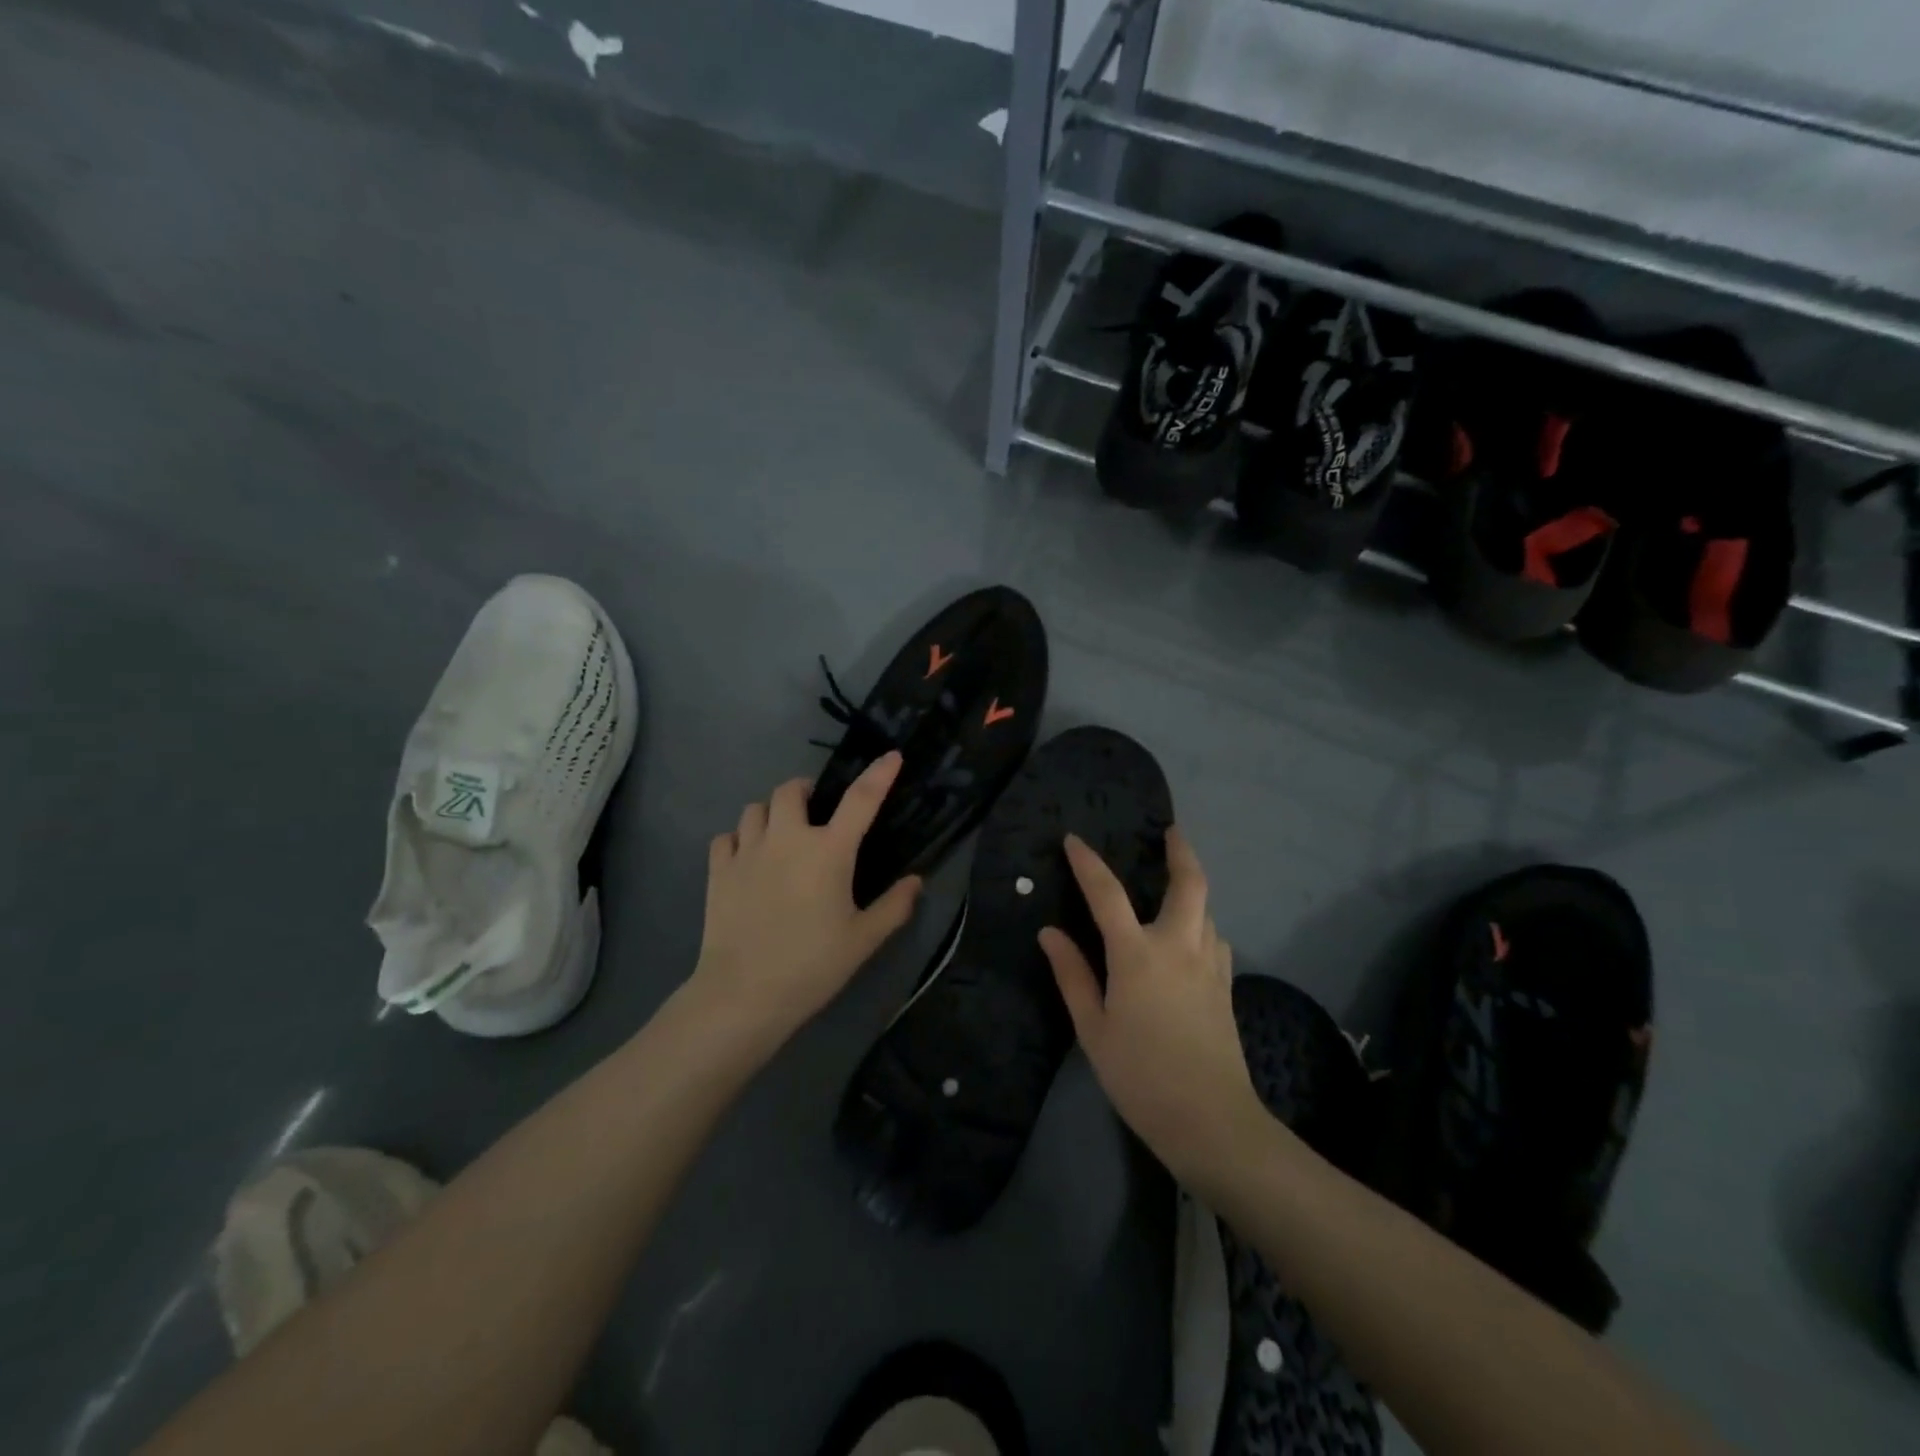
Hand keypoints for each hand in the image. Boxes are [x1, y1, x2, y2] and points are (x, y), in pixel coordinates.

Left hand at [686, 752, 921, 1058]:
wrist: (743, 994)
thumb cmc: (812, 965)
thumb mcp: (863, 940)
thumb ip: (894, 906)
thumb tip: (916, 882)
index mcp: (828, 851)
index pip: (860, 799)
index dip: (879, 774)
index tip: (891, 756)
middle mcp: (787, 839)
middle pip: (792, 790)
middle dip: (806, 792)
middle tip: (816, 813)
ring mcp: (748, 851)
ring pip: (755, 808)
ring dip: (771, 813)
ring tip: (780, 835)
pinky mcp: (718, 870)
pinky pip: (727, 837)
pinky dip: (739, 839)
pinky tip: (748, 859)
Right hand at [1039, 828, 1267, 1194]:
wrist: (1211, 1120)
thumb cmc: (1140, 1075)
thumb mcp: (1093, 1029)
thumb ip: (1073, 975)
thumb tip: (1050, 932)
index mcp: (1137, 954)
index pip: (1108, 893)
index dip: (1088, 863)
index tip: (1074, 840)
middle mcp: (1179, 946)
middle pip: (1189, 883)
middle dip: (1181, 851)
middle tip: (1171, 832)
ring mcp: (1210, 964)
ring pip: (1207, 909)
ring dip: (1192, 889)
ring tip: (1174, 885)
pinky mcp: (1227, 986)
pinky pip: (1215, 938)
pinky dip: (1202, 924)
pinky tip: (1191, 939)